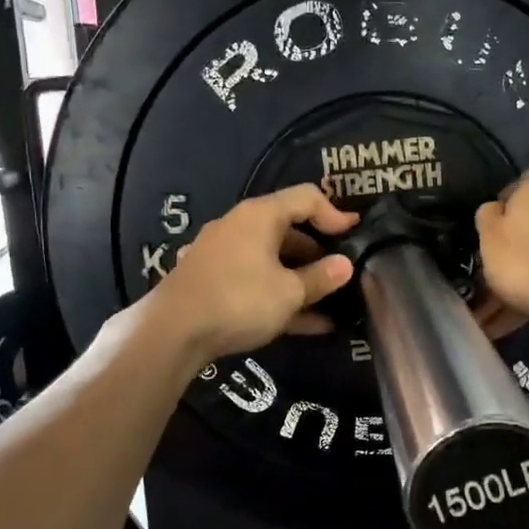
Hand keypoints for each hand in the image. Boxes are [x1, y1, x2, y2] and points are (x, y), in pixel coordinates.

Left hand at [151, 185, 358, 362]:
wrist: (172, 331)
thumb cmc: (239, 300)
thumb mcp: (289, 292)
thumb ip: (321, 278)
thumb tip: (345, 265)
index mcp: (260, 216)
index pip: (306, 197)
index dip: (335, 213)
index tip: (355, 234)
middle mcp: (240, 227)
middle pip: (288, 229)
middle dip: (318, 251)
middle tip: (342, 272)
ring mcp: (223, 255)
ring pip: (272, 260)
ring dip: (301, 279)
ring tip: (331, 302)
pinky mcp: (213, 281)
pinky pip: (256, 282)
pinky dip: (280, 296)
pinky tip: (309, 324)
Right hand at [473, 168, 528, 335]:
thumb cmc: (527, 262)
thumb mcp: (489, 238)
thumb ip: (487, 217)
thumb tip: (494, 208)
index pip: (522, 182)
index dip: (507, 202)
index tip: (493, 228)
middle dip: (518, 242)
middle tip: (496, 271)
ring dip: (527, 272)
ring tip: (500, 309)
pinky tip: (521, 317)